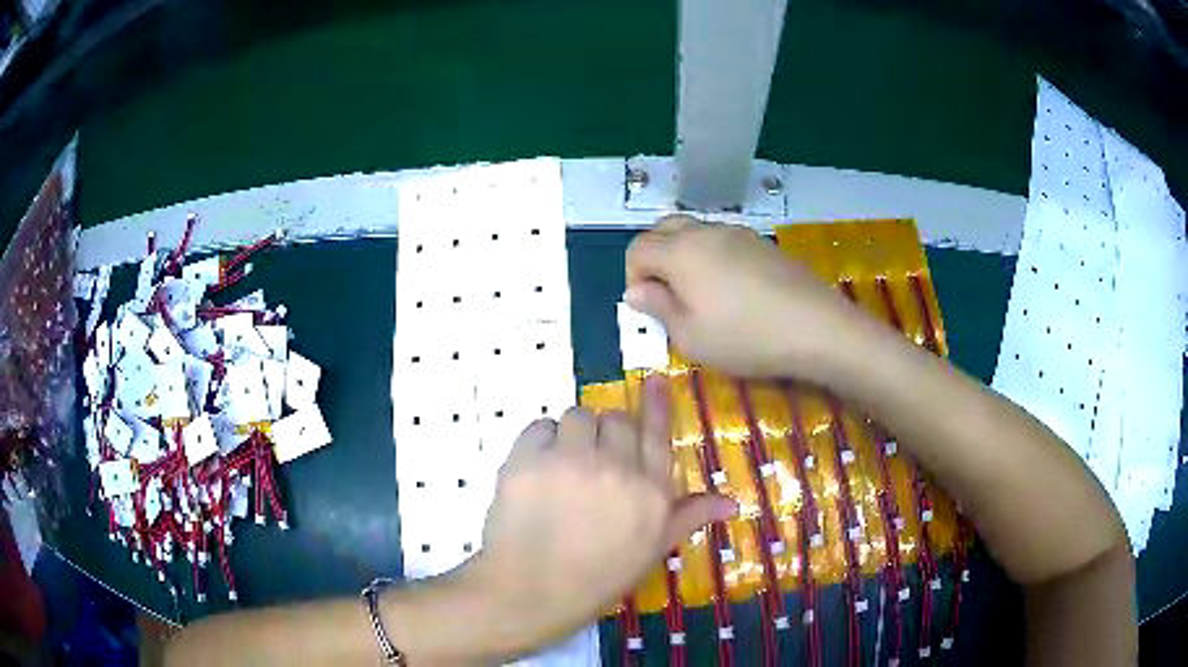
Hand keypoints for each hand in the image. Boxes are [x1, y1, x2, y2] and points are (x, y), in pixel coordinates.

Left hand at [462, 376, 736, 654]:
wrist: (531, 591)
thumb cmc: (597, 578)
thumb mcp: (652, 550)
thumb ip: (689, 516)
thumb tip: (731, 503)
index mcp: (650, 492)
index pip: (657, 434)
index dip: (656, 404)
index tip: (653, 381)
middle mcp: (615, 468)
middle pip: (615, 420)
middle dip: (606, 434)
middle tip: (593, 460)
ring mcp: (569, 461)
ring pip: (577, 417)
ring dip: (573, 434)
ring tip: (564, 463)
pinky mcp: (527, 459)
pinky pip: (539, 426)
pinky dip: (540, 440)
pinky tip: (538, 467)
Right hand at [625, 215, 864, 380]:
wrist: (816, 327)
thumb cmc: (745, 337)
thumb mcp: (690, 337)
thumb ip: (658, 308)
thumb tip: (636, 291)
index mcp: (680, 251)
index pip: (638, 248)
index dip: (632, 276)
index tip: (647, 307)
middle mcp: (705, 232)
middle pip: (664, 228)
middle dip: (654, 256)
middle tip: (666, 294)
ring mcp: (738, 233)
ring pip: (695, 231)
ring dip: (683, 254)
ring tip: (699, 294)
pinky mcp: (762, 243)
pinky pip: (723, 240)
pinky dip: (712, 256)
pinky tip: (732, 290)